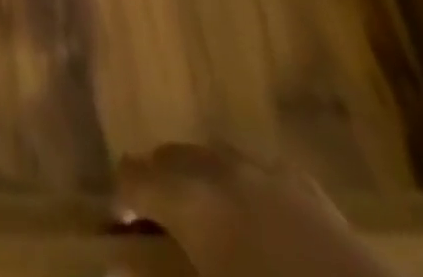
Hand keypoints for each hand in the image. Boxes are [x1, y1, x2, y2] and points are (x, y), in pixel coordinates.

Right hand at [116, 143, 394, 276]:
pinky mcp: (309, 188)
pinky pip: (257, 172)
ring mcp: (269, 172)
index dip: (121, 198)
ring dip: (197, 180)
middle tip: (157, 232)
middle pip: (171, 157)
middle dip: (157, 185)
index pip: (134, 175)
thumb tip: (113, 268)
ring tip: (203, 226)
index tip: (119, 231)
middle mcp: (221, 169)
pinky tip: (254, 226)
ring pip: (213, 157)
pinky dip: (241, 188)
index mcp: (191, 198)